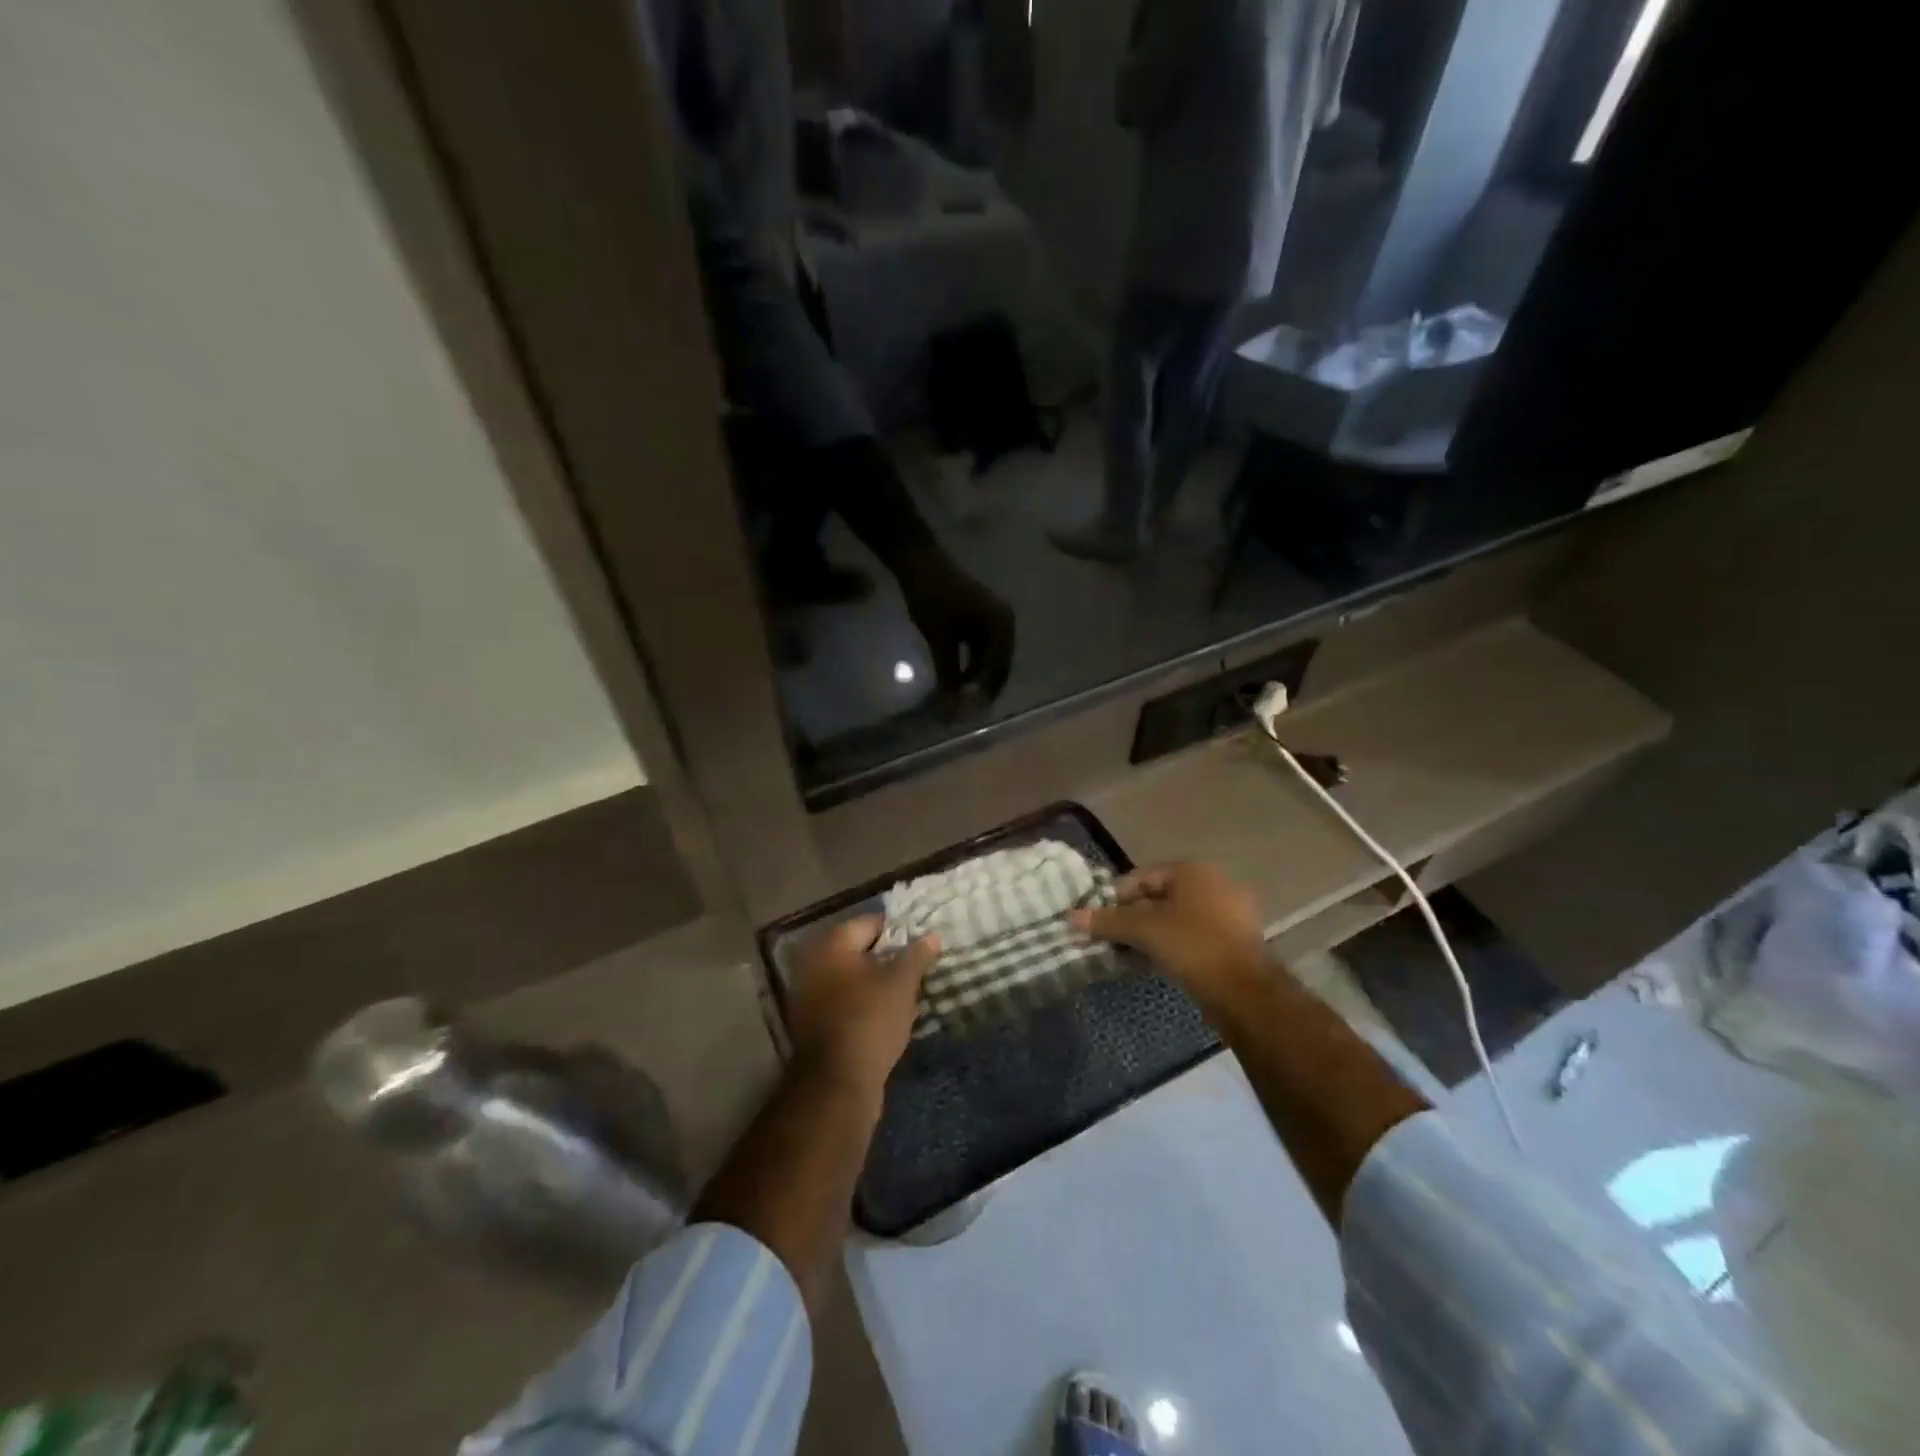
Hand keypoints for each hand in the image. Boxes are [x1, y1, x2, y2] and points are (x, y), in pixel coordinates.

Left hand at [786, 915, 938, 1097]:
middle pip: (860, 951)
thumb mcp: (902, 983)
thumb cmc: (869, 1020)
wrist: (836, 1084)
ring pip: (854, 979)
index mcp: (831, 944)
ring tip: (909, 992)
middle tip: (919, 968)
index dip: (900, 931)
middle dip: (889, 958)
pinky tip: (889, 1015)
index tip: (923, 943)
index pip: (871, 923)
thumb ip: (917, 955)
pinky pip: (846, 1002)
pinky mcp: (814, 1024)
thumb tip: (932, 935)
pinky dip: (866, 1004)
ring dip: (878, 983)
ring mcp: (810, 995)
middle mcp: (814, 963)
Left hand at [896, 545, 1015, 710]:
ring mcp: (993, 618)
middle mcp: (1005, 622)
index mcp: (1002, 626)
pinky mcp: (979, 617)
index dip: (985, 695)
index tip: (969, 715)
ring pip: (988, 658)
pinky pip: (980, 648)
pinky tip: (954, 676)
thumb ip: (949, 678)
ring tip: (958, 697)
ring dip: (975, 677)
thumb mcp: (941, 642)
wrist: (918, 561)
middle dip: (983, 688)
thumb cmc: (933, 599)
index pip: (999, 671)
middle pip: (998, 666)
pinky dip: (969, 663)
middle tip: (965, 710)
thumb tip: (951, 713)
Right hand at [1069, 862, 1267, 1009]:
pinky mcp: (1232, 941)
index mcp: (1192, 870)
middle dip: (1130, 919)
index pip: (1140, 877)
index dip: (1113, 899)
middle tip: (1108, 941)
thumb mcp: (1144, 930)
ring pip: (1173, 919)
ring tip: (1126, 956)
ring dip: (1148, 935)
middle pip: (1156, 898)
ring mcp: (1226, 913)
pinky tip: (1152, 964)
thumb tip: (1071, 917)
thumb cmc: (1193, 946)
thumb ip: (1107, 921)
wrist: (1245, 992)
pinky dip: (1169, 945)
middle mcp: (1212, 884)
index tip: (1096, 922)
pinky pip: (1190, 936)